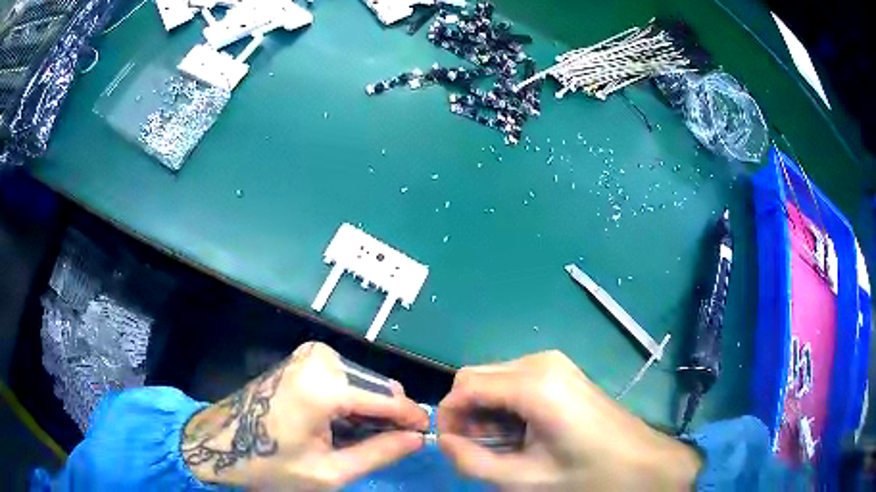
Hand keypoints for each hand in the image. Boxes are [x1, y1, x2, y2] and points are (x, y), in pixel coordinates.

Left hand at [181, 342, 428, 489]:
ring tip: (360, 439)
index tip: (425, 435)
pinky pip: (344, 377)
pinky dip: (351, 401)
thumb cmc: (271, 464)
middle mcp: (320, 360)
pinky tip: (342, 424)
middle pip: (377, 387)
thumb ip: (379, 453)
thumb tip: (417, 439)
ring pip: (362, 382)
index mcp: (325, 387)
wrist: (220, 443)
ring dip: (369, 410)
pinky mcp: (302, 358)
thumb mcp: (329, 472)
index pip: (388, 400)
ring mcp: (309, 355)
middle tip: (388, 445)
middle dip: (389, 416)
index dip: (411, 419)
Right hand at [437, 350, 701, 490]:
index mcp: (534, 384)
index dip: (448, 416)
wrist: (640, 462)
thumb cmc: (586, 474)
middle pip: (476, 377)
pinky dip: (504, 405)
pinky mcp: (562, 371)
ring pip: (494, 378)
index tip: (451, 446)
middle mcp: (540, 361)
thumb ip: (472, 462)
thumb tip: (443, 442)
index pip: (464, 387)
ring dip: (485, 410)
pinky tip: (520, 432)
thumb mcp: (523, 478)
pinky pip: (515, 380)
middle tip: (476, 447)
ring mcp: (554, 363)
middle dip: (466, 412)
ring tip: (500, 444)